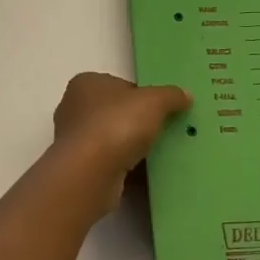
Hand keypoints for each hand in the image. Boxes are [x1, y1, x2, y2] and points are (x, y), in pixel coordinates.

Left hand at [48, 72, 191, 213]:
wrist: (90, 174)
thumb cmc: (117, 124)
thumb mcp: (154, 101)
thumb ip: (171, 96)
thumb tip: (185, 96)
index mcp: (87, 83)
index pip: (120, 86)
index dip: (143, 96)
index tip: (163, 111)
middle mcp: (75, 109)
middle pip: (116, 113)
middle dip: (138, 123)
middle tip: (165, 133)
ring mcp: (75, 141)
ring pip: (113, 140)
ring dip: (132, 148)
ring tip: (161, 156)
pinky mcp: (80, 169)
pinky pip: (110, 165)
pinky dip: (127, 169)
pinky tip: (148, 176)